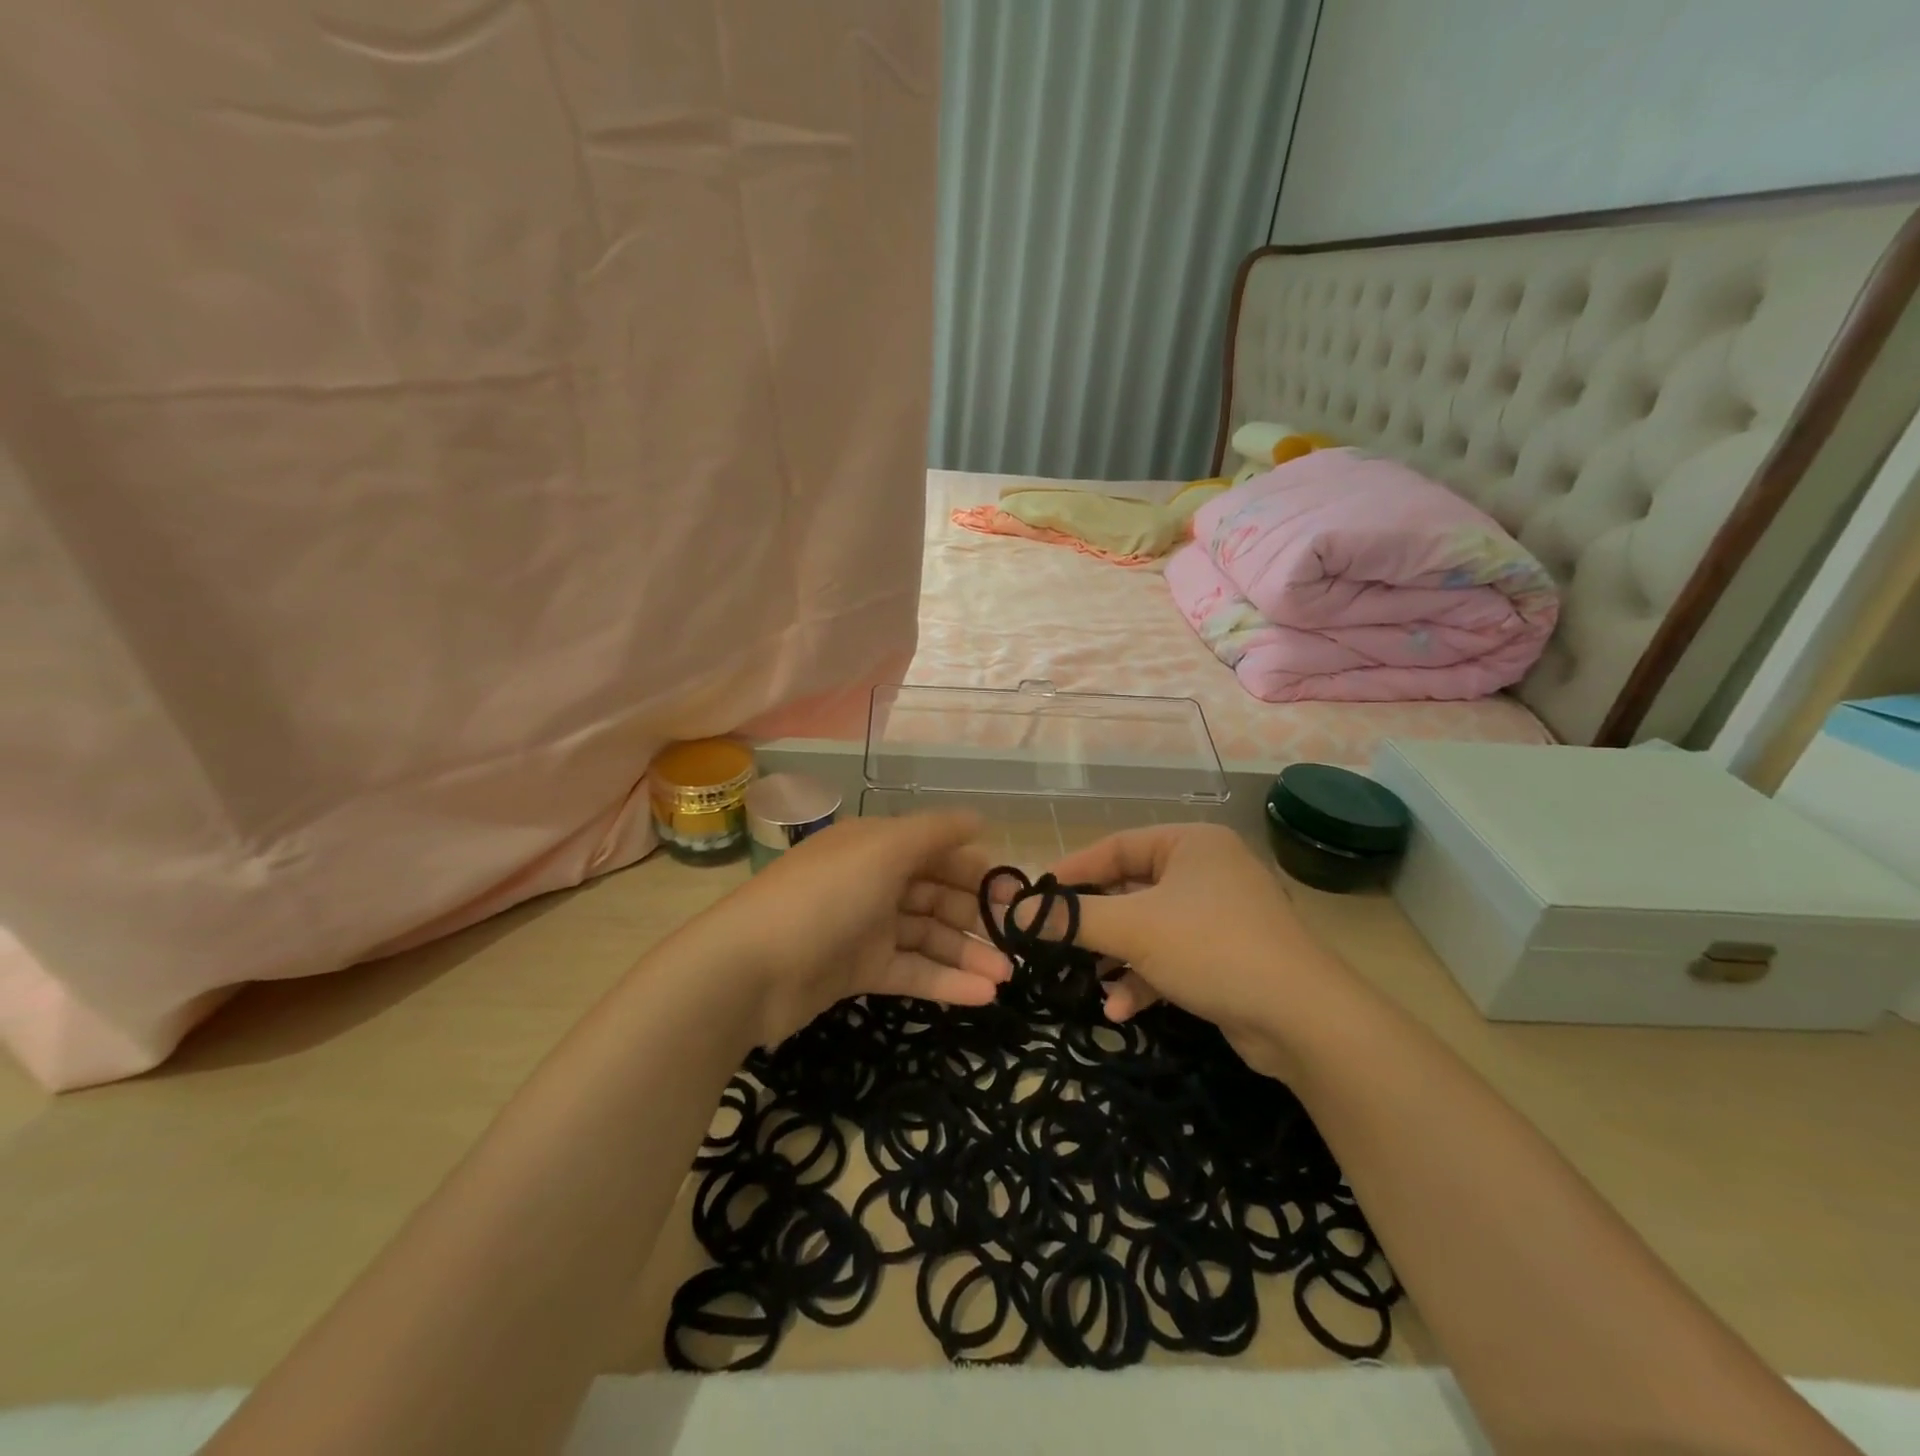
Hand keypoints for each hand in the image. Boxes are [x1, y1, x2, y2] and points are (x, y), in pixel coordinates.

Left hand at [694, 812, 1013, 1045]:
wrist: (748, 970)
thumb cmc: (824, 897)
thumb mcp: (883, 850)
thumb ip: (935, 832)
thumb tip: (980, 819)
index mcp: (877, 846)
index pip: (937, 851)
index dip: (976, 869)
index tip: (1015, 893)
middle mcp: (873, 881)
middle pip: (936, 894)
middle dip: (977, 915)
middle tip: (1019, 939)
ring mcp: (865, 928)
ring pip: (927, 937)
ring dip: (967, 954)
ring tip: (1007, 976)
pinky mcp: (857, 971)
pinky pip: (910, 972)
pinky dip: (944, 982)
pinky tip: (982, 996)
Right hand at [1042, 823, 1356, 1079]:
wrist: (1303, 1020)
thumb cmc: (1212, 947)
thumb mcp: (1134, 929)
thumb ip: (1072, 919)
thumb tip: (1012, 912)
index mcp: (1190, 843)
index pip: (1115, 847)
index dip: (1072, 872)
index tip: (1034, 898)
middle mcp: (1206, 871)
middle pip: (1131, 890)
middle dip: (1095, 924)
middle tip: (1054, 942)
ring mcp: (1220, 915)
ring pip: (1149, 928)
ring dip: (1117, 958)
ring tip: (1086, 982)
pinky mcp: (1227, 956)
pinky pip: (1172, 957)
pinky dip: (1145, 979)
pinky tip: (1121, 1011)